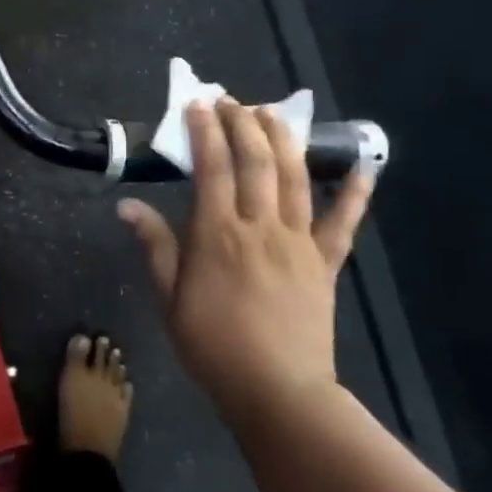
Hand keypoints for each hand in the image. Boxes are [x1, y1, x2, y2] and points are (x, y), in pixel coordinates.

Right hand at [118, 98, 372, 422]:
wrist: (276, 390)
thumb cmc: (212, 346)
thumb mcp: (169, 299)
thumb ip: (155, 247)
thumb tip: (127, 206)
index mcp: (217, 236)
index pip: (213, 169)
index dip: (206, 132)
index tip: (199, 105)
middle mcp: (261, 228)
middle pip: (256, 163)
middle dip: (244, 124)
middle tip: (233, 101)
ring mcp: (299, 243)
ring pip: (296, 179)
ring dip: (285, 141)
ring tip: (274, 113)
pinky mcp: (326, 263)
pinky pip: (344, 223)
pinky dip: (355, 194)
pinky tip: (364, 167)